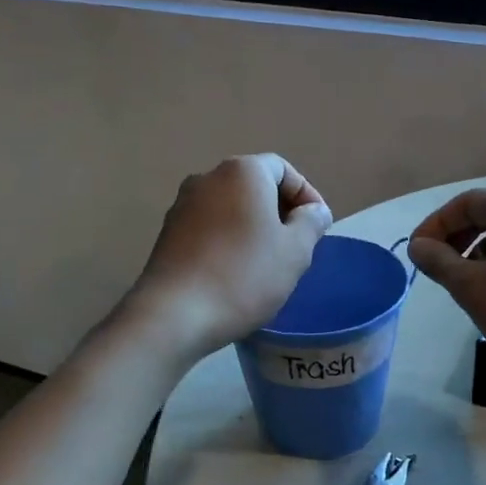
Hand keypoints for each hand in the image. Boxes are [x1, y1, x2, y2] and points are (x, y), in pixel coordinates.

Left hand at [129, 155, 332, 359]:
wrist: (174, 315)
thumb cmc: (244, 275)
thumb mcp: (295, 251)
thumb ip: (311, 222)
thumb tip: (314, 210)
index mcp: (241, 172)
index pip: (283, 169)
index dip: (306, 195)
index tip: (317, 227)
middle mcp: (207, 178)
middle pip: (254, 185)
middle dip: (280, 211)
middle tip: (297, 246)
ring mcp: (182, 206)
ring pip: (231, 208)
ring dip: (253, 228)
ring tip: (268, 263)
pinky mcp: (167, 234)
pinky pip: (209, 227)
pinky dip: (229, 241)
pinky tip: (236, 273)